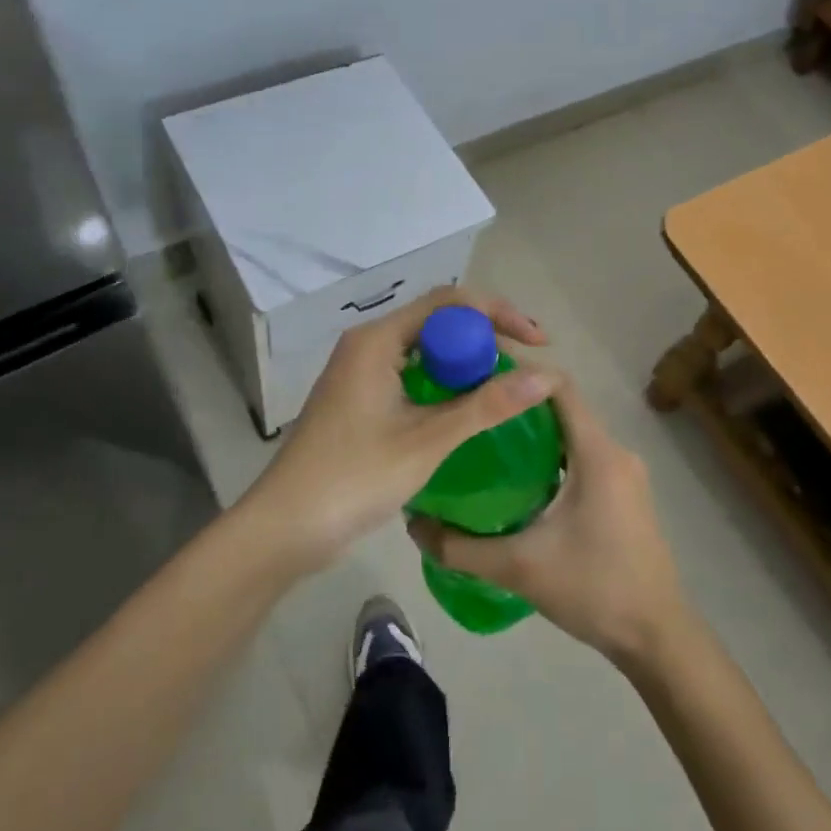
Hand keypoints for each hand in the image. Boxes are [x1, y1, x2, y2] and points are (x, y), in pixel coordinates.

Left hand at [245, 287, 553, 572]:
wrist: (284, 528)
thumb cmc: (353, 478)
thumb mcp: (426, 441)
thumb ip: (486, 406)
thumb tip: (547, 376)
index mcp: (377, 340)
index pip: (449, 303)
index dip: (498, 314)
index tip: (537, 342)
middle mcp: (368, 344)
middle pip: (438, 322)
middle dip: (486, 339)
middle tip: (527, 369)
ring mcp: (361, 372)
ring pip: (427, 351)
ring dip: (468, 363)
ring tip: (508, 387)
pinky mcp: (360, 398)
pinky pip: (413, 375)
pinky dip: (446, 385)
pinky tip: (470, 409)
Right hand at [408, 377, 687, 667]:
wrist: (658, 637)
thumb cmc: (595, 590)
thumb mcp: (519, 568)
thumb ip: (461, 548)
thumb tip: (414, 526)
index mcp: (598, 452)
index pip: (559, 386)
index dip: (520, 371)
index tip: (477, 372)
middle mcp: (616, 451)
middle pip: (564, 406)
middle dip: (519, 401)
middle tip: (472, 406)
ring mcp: (625, 473)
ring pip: (574, 432)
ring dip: (535, 430)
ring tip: (486, 438)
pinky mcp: (626, 493)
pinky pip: (584, 455)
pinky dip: (552, 453)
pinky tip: (519, 478)